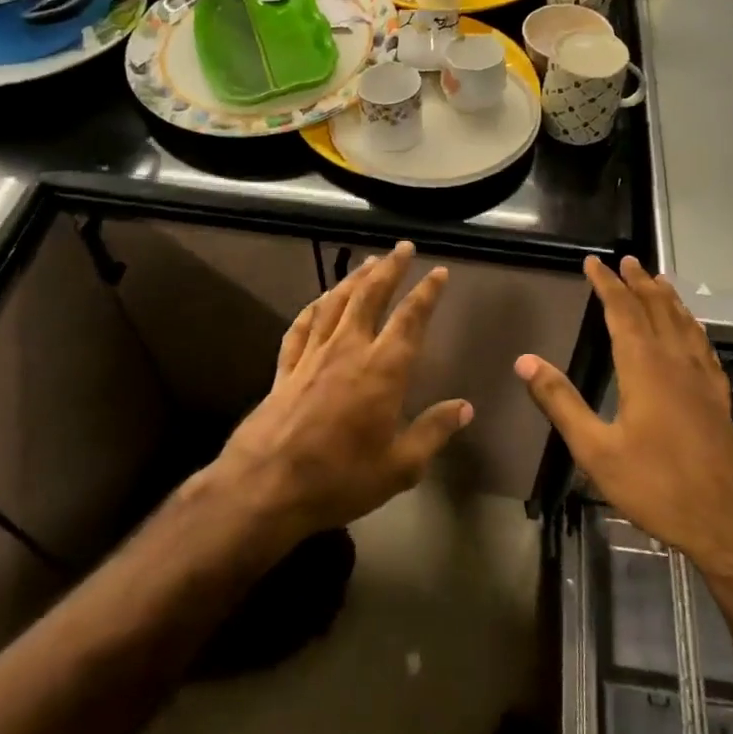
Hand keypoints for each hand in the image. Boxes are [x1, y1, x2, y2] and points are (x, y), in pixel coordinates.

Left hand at [214, 242, 471, 538]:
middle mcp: (348, 349)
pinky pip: (301, 327)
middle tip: (402, 247)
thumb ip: (433, 432)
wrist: (267, 486)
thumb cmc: (341, 478)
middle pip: (370, 296)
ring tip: (367, 262)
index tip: (438, 272)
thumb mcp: (400, 466)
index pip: (410, 318)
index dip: (426, 292)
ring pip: (335, 303)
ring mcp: (313, 355)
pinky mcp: (286, 368)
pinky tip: (319, 300)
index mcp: (383, 369)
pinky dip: (313, 308)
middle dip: (389, 268)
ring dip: (353, 279)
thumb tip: (465, 408)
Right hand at [514, 255, 732, 565]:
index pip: (623, 311)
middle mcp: (676, 362)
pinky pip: (704, 348)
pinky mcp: (718, 399)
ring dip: (668, 298)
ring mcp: (702, 380)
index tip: (593, 262)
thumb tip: (525, 360)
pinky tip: (695, 331)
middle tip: (627, 259)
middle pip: (657, 309)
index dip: (607, 284)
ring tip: (659, 280)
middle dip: (639, 282)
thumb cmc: (658, 485)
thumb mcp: (596, 450)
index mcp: (644, 367)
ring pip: (684, 324)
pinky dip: (694, 328)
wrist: (731, 523)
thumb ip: (561, 403)